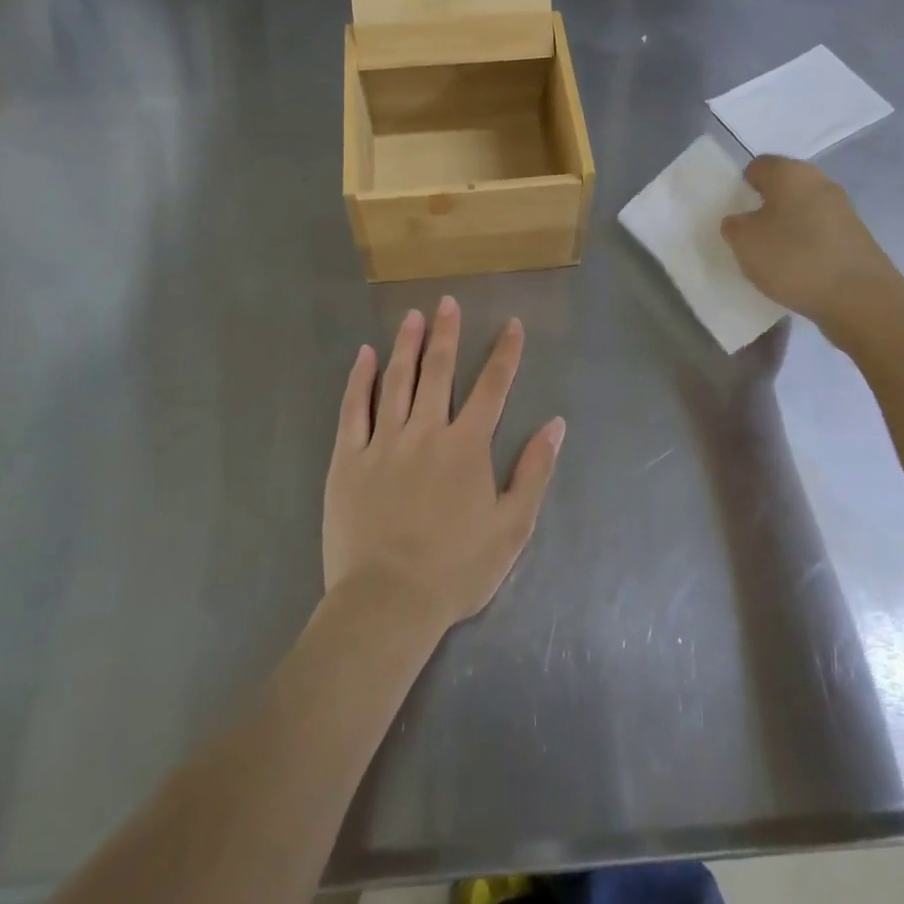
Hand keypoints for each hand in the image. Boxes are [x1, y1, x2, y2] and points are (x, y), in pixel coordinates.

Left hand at [323, 296, 564, 631]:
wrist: (388, 601)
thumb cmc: (456, 568)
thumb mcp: (512, 527)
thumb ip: (534, 471)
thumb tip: (555, 424)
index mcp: (467, 446)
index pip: (492, 387)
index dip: (504, 353)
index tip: (511, 324)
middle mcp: (426, 431)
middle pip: (439, 371)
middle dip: (447, 334)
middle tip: (448, 302)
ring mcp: (383, 442)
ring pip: (397, 381)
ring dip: (407, 345)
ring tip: (413, 316)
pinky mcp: (348, 458)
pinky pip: (353, 409)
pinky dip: (359, 379)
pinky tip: (364, 355)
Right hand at [721, 155, 903, 338]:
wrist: (860, 298)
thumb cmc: (794, 258)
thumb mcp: (744, 242)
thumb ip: (734, 226)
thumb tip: (741, 221)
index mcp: (790, 172)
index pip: (757, 167)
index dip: (741, 187)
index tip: (734, 214)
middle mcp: (819, 182)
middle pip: (783, 188)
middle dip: (764, 208)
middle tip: (748, 237)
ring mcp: (843, 209)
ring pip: (802, 211)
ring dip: (786, 229)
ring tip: (772, 259)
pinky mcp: (856, 237)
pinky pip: (819, 234)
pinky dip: (806, 247)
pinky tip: (798, 271)